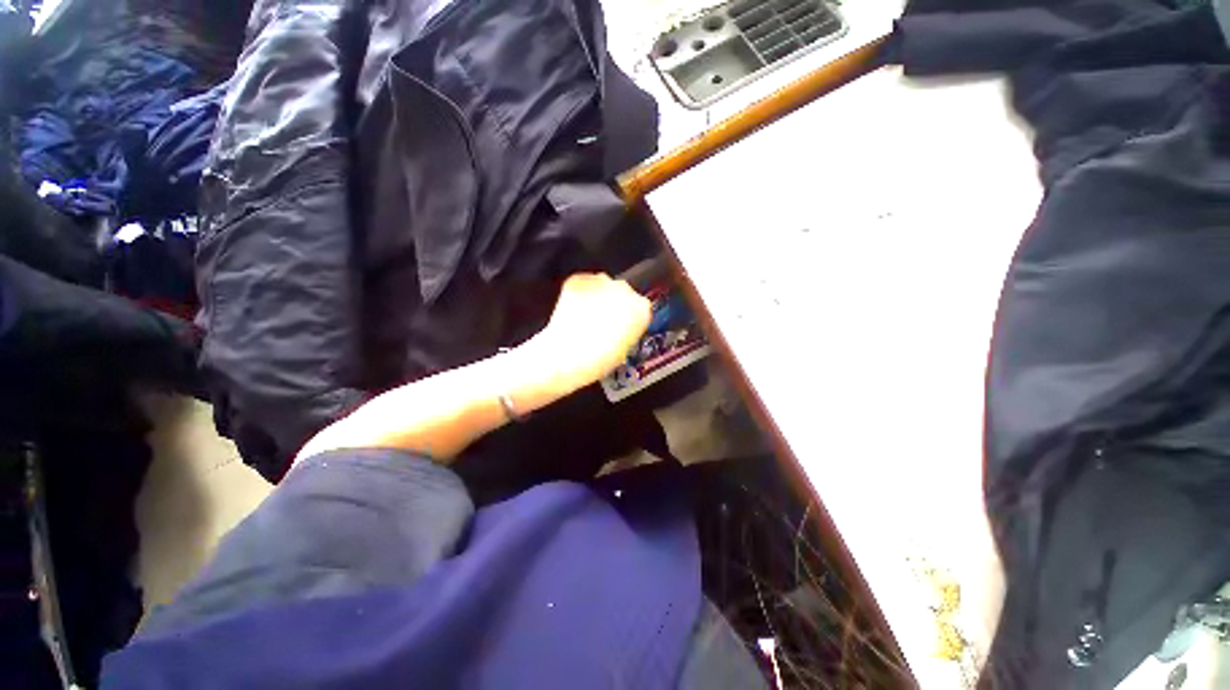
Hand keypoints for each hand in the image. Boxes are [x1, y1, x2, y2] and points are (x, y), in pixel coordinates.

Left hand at [529, 273, 651, 392]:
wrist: (567, 356)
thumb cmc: (598, 360)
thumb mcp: (625, 348)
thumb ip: (629, 328)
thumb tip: (622, 324)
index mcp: (641, 308)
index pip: (640, 306)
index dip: (629, 317)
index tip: (621, 325)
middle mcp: (624, 289)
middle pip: (622, 293)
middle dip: (612, 304)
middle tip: (601, 323)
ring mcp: (601, 281)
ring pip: (602, 286)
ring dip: (596, 298)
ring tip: (585, 319)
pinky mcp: (579, 280)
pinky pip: (582, 284)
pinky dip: (579, 295)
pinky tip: (574, 311)